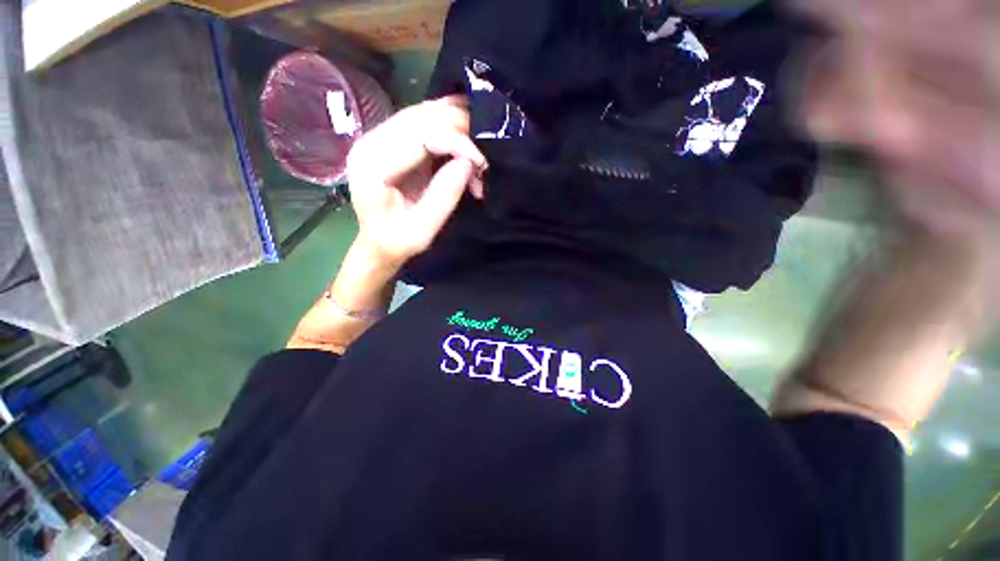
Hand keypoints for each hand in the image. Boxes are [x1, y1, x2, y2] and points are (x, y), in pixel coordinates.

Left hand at [346, 95, 487, 268]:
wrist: (376, 244)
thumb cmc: (396, 243)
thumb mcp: (423, 230)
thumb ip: (444, 196)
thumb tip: (469, 162)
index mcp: (374, 166)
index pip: (422, 135)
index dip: (458, 143)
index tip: (482, 164)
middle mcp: (372, 142)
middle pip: (423, 116)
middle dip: (461, 131)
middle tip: (484, 158)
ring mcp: (380, 137)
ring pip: (424, 113)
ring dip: (457, 127)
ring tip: (478, 149)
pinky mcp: (391, 140)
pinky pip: (423, 121)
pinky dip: (449, 127)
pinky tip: (466, 136)